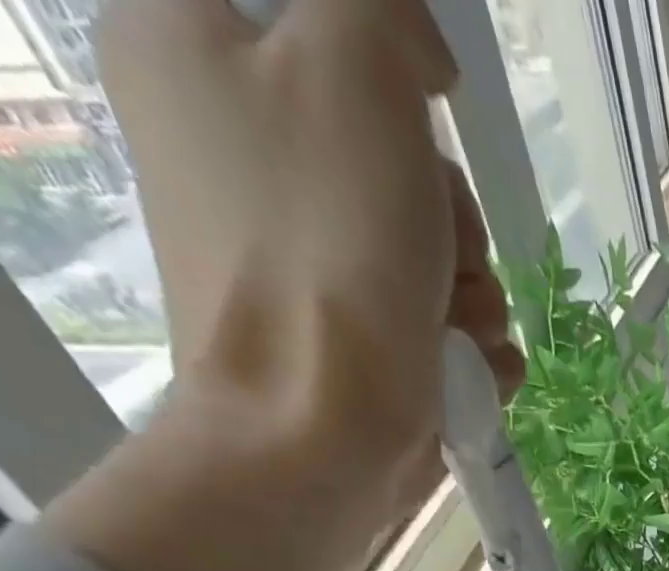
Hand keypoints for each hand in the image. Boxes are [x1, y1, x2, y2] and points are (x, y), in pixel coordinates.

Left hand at [51, 0, 524, 570]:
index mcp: (194, 50)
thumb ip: (383, 9)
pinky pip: (440, 319)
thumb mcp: (354, 66)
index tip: (421, 110)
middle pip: (397, 153)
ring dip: (473, 291)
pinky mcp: (354, 340)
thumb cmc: (328, 247)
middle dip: (451, 214)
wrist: (319, 430)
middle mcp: (239, 152)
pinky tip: (458, 367)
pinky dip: (468, 345)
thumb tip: (418, 58)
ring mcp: (301, 261)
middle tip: (437, 248)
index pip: (320, 20)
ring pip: (434, 249)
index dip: (390, 67)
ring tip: (452, 327)